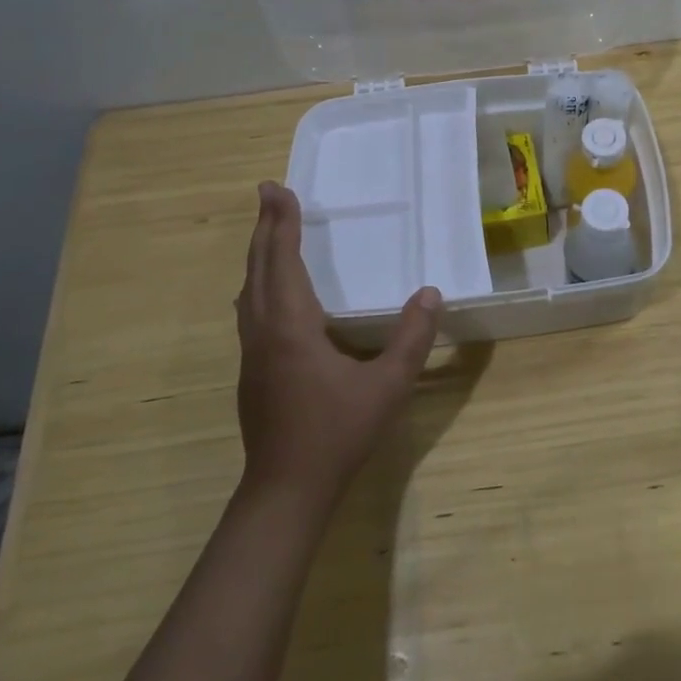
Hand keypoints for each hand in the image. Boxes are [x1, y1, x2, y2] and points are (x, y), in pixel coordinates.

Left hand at [234, 183, 442, 506]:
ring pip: (249, 290)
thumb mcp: (387, 386)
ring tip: (270, 232)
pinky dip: (260, 282)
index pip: (282, 260)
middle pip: (258, 268)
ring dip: (259, 255)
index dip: (281, 223)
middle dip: (265, 228)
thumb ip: (412, 338)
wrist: (286, 491)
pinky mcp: (252, 372)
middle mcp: (264, 331)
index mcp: (291, 326)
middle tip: (269, 193)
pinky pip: (251, 310)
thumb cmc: (337, 434)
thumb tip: (431, 293)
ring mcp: (252, 353)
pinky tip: (271, 291)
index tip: (277, 188)